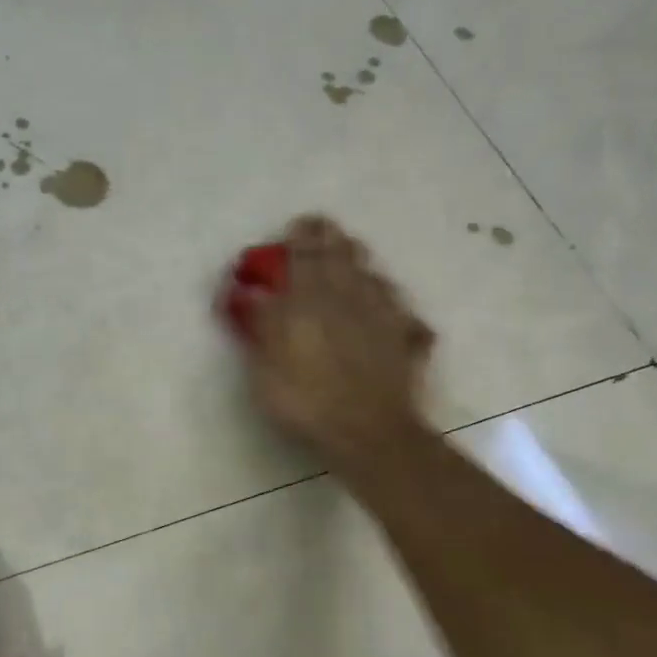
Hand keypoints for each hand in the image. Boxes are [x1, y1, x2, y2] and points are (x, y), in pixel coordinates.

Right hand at [237, 215, 436, 476]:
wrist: (368, 431)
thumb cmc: (305, 400)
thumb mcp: (264, 367)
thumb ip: (260, 325)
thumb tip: (251, 294)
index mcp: (309, 299)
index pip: (304, 254)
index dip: (301, 236)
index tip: (296, 225)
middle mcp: (348, 296)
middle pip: (342, 254)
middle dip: (330, 239)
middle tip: (321, 232)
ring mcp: (382, 313)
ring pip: (371, 273)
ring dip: (356, 262)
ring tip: (347, 258)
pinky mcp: (405, 335)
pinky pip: (395, 304)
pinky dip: (384, 296)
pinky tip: (381, 301)